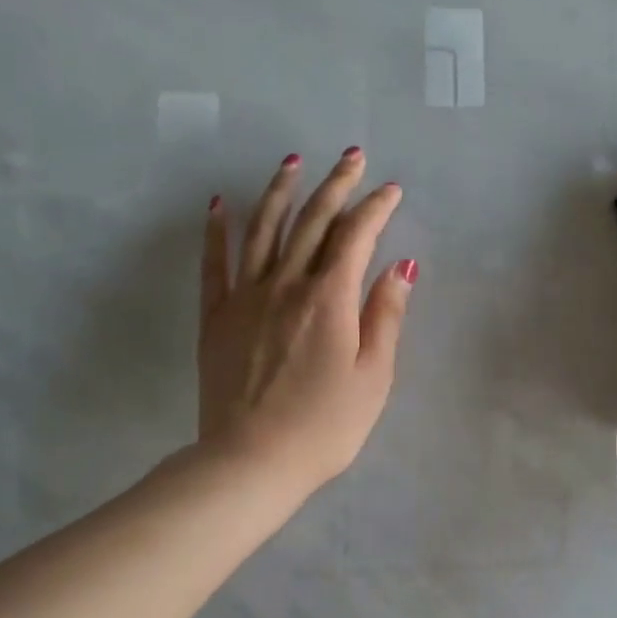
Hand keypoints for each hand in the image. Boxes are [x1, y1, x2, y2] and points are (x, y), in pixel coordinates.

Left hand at [198, 149, 414, 492]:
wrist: (252, 461)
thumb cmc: (325, 426)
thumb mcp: (374, 377)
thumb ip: (386, 316)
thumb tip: (401, 267)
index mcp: (329, 299)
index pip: (356, 236)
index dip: (375, 208)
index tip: (391, 189)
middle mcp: (286, 285)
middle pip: (312, 222)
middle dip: (335, 185)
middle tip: (351, 156)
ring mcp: (245, 297)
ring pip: (262, 229)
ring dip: (280, 191)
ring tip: (292, 161)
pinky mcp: (216, 317)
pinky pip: (214, 263)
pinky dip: (216, 230)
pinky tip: (217, 204)